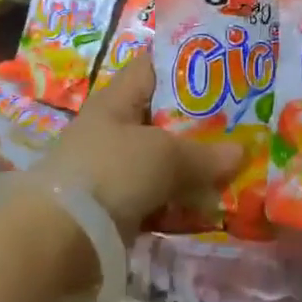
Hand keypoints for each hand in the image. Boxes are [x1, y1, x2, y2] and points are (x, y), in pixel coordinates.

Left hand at [32, 58, 242, 242]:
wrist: (59, 239)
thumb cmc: (111, 173)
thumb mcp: (163, 156)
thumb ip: (203, 154)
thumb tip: (240, 152)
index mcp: (117, 100)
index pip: (152, 67)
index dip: (184, 63)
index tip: (223, 66)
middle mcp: (114, 129)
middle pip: (163, 116)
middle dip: (200, 121)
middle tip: (243, 120)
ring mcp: (114, 169)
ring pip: (163, 160)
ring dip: (194, 166)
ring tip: (237, 164)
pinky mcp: (117, 206)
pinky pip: (158, 196)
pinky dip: (181, 199)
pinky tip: (211, 203)